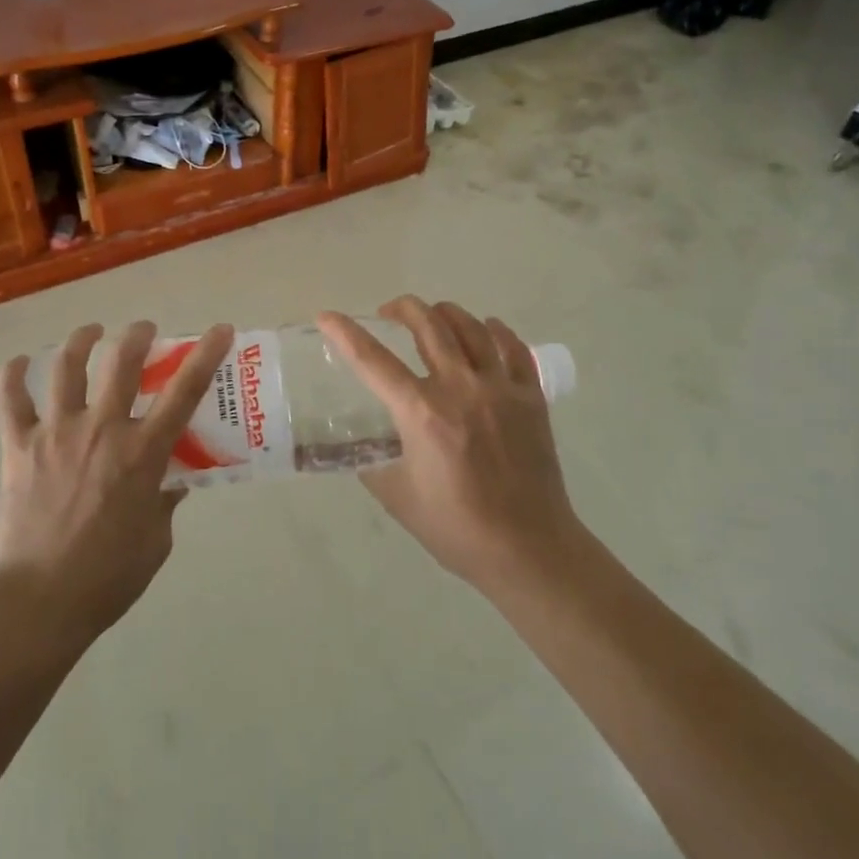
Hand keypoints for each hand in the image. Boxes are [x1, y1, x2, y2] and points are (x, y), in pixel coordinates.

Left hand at [0, 320, 233, 644]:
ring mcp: (56, 433)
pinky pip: (10, 400)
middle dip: (137, 335)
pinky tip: (18, 363)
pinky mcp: (19, 446)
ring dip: (81, 341)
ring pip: (66, 367)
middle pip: (122, 362)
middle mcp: (101, 429)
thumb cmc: (107, 577)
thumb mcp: (156, 540)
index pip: (184, 392)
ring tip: (90, 333)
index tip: (220, 329)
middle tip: (143, 331)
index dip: (205, 355)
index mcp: (142, 452)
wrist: (39, 602)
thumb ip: (165, 500)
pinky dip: (12, 376)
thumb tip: (170, 479)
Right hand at [318, 298, 583, 593]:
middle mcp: (460, 388)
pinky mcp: (531, 397)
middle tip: (388, 313)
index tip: (327, 316)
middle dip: (401, 308)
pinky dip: (495, 331)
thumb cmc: (457, 528)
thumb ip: (371, 464)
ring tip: (432, 318)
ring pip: (471, 326)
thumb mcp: (397, 498)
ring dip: (444, 313)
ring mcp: (501, 388)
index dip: (344, 333)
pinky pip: (513, 347)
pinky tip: (486, 330)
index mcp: (422, 413)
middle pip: (427, 324)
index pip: (372, 360)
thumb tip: (356, 446)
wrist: (529, 550)